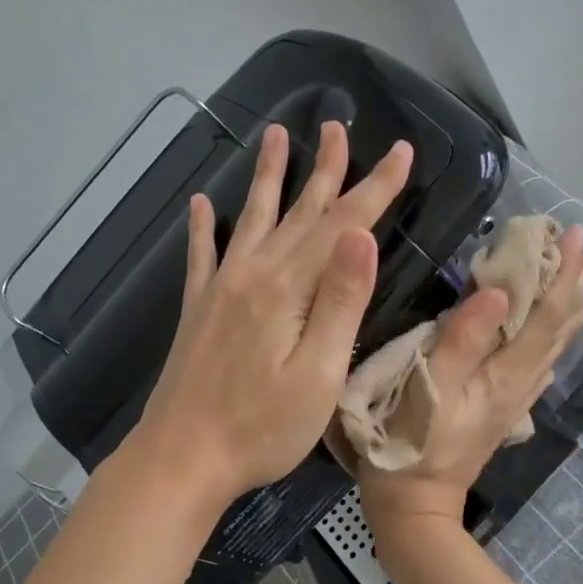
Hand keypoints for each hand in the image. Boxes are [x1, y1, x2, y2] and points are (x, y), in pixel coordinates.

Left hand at [126, 120, 412, 508]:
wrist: (182, 457)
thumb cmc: (262, 428)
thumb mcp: (318, 373)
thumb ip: (340, 301)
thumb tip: (361, 234)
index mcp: (288, 289)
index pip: (342, 225)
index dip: (374, 187)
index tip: (400, 151)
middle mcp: (252, 275)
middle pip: (299, 212)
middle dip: (326, 168)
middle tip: (338, 126)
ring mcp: (220, 290)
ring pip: (253, 219)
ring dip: (269, 177)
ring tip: (276, 136)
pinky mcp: (198, 310)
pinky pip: (200, 255)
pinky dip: (203, 226)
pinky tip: (202, 203)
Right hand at [359, 224, 582, 544]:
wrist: (416, 506)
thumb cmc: (410, 443)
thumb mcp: (428, 389)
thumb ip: (461, 340)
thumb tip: (496, 293)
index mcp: (504, 374)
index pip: (544, 316)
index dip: (561, 274)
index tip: (573, 234)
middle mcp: (519, 385)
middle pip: (557, 330)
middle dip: (573, 287)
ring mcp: (512, 401)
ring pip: (552, 348)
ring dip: (568, 312)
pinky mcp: (501, 412)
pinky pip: (538, 366)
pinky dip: (552, 341)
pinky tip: (551, 339)